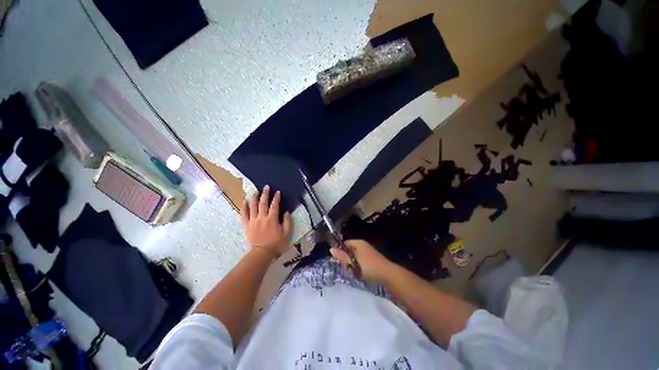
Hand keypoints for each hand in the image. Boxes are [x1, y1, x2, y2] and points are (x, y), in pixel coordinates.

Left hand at [241, 185, 291, 257]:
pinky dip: (244, 207)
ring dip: (254, 198)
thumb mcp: (287, 233)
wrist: (262, 253)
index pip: (274, 205)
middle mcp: (262, 217)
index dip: (276, 198)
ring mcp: (253, 221)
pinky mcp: (247, 225)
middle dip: (265, 194)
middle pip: (263, 203)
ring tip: (255, 191)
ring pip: (253, 207)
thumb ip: (287, 221)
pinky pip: (244, 214)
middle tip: (266, 187)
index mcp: (272, 219)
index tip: (277, 192)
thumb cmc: (276, 243)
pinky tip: (244, 201)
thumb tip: (286, 212)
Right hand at [330, 239, 393, 282]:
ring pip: (355, 257)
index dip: (340, 250)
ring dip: (352, 264)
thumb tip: (331, 249)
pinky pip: (361, 262)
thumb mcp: (353, 262)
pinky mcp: (372, 260)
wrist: (387, 274)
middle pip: (350, 250)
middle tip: (346, 267)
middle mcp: (363, 245)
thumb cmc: (368, 267)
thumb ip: (342, 256)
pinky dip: (358, 267)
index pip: (345, 243)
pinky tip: (360, 274)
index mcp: (358, 243)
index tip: (337, 260)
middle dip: (346, 259)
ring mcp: (368, 252)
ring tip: (353, 272)